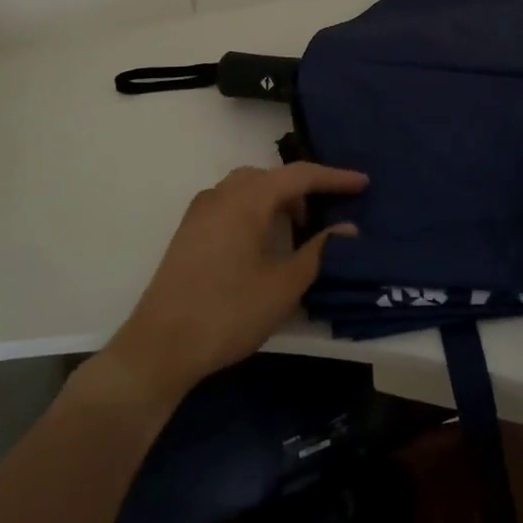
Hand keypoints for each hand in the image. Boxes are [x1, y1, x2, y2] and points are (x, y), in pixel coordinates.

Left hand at [107, 162, 368, 406]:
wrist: (160, 347)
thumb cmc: (228, 312)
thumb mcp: (284, 286)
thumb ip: (319, 251)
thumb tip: (346, 228)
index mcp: (246, 199)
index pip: (299, 175)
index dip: (334, 177)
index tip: (363, 183)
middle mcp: (221, 195)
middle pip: (271, 176)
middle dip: (303, 189)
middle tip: (328, 212)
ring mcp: (199, 212)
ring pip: (247, 188)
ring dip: (277, 200)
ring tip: (298, 228)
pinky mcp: (188, 232)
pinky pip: (230, 204)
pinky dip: (255, 210)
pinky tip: (263, 242)